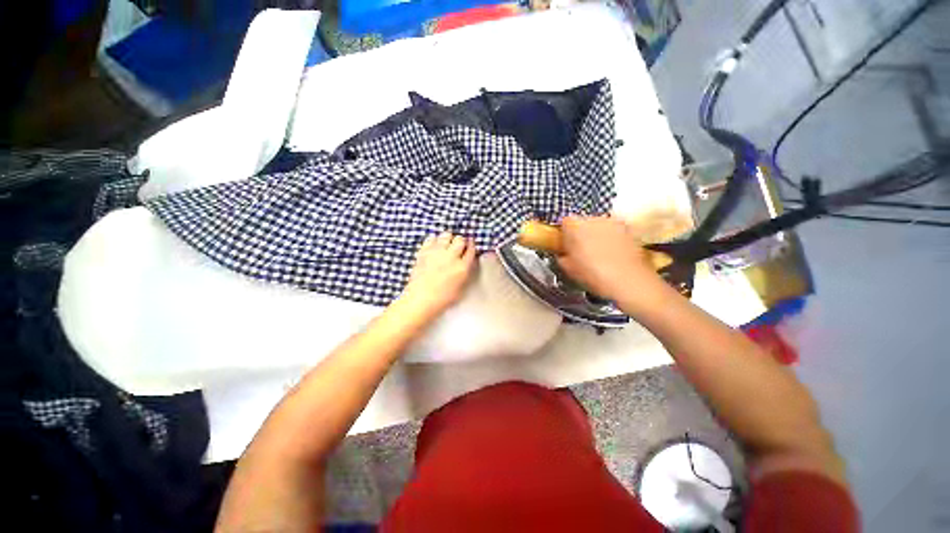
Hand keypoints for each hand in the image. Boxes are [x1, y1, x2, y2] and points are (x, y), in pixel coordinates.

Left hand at [399, 232, 475, 318]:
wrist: (420, 300)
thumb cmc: (442, 299)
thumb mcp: (460, 289)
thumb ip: (465, 274)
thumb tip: (466, 264)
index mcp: (462, 267)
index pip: (471, 250)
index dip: (472, 246)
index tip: (470, 245)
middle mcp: (451, 257)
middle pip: (460, 240)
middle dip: (461, 241)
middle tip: (458, 246)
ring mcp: (437, 253)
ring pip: (446, 235)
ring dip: (448, 238)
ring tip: (446, 244)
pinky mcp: (424, 252)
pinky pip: (431, 238)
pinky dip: (434, 240)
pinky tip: (434, 245)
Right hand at [556, 216, 664, 305]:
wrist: (629, 281)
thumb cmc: (593, 274)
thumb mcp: (569, 269)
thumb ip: (562, 257)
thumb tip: (564, 254)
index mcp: (575, 226)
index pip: (565, 222)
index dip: (564, 234)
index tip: (566, 246)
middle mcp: (594, 219)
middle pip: (583, 222)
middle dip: (581, 234)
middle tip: (581, 252)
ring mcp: (613, 223)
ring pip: (599, 226)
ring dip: (597, 236)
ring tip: (599, 255)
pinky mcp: (629, 230)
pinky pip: (614, 232)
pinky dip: (612, 240)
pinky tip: (613, 256)